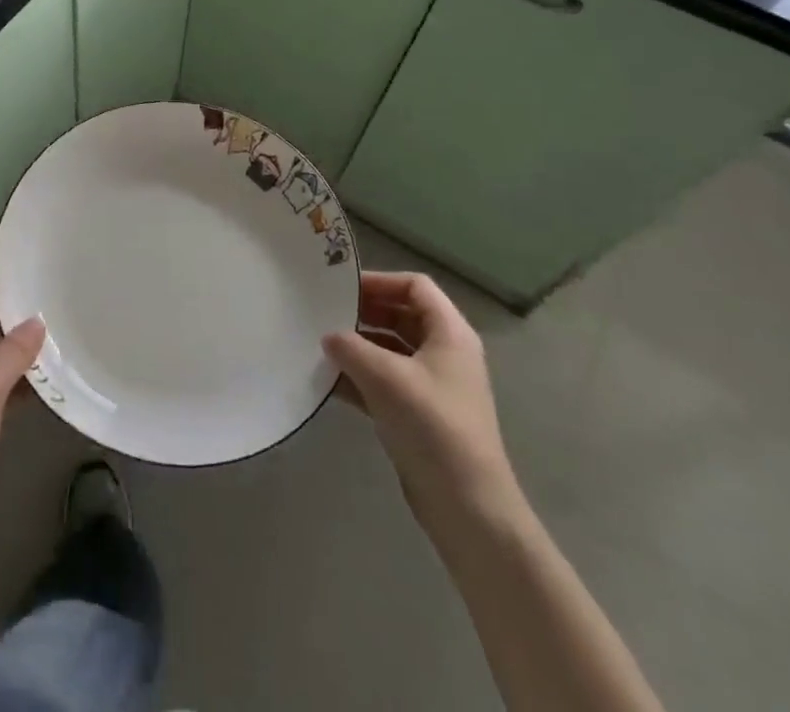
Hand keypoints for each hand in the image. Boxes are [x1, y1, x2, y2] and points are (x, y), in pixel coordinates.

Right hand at [324, 271, 518, 531]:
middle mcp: (444, 352)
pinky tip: (329, 383)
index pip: (415, 286)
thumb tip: (328, 336)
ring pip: (390, 350)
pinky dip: (360, 378)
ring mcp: (432, 385)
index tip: (342, 289)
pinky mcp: (419, 415)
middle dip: (364, 313)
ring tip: (321, 347)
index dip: (380, 282)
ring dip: (358, 347)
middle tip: (324, 314)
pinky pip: (385, 382)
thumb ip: (351, 348)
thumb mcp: (387, 378)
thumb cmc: (433, 427)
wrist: (469, 508)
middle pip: (401, 315)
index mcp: (449, 332)